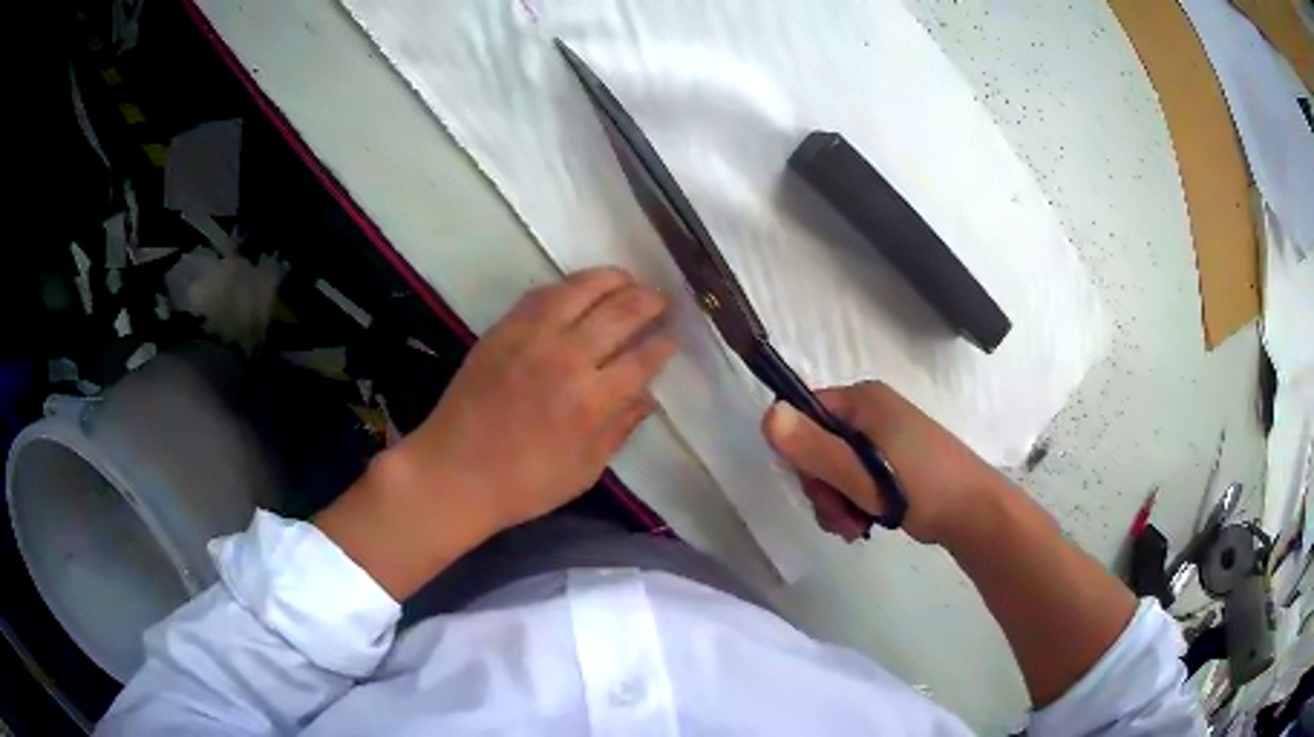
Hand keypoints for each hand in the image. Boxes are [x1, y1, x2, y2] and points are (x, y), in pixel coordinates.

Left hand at [398, 266, 675, 531]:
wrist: (453, 472)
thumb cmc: (524, 484)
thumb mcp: (584, 471)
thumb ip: (619, 429)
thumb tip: (649, 397)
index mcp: (592, 401)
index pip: (642, 359)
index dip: (663, 345)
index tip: (672, 339)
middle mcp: (567, 358)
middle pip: (620, 313)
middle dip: (648, 302)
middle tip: (661, 300)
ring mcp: (532, 337)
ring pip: (582, 290)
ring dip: (613, 279)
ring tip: (629, 279)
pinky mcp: (504, 329)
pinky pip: (543, 294)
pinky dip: (569, 285)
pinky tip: (581, 287)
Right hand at [762, 381, 1006, 545]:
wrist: (974, 512)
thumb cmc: (920, 487)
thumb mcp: (862, 474)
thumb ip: (814, 448)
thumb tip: (767, 415)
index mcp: (864, 400)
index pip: (805, 414)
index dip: (801, 453)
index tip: (817, 487)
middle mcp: (871, 412)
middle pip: (819, 445)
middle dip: (823, 486)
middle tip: (840, 516)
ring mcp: (884, 436)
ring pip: (836, 466)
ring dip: (836, 501)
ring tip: (854, 527)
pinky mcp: (893, 460)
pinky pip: (857, 476)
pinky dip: (854, 501)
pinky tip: (864, 523)